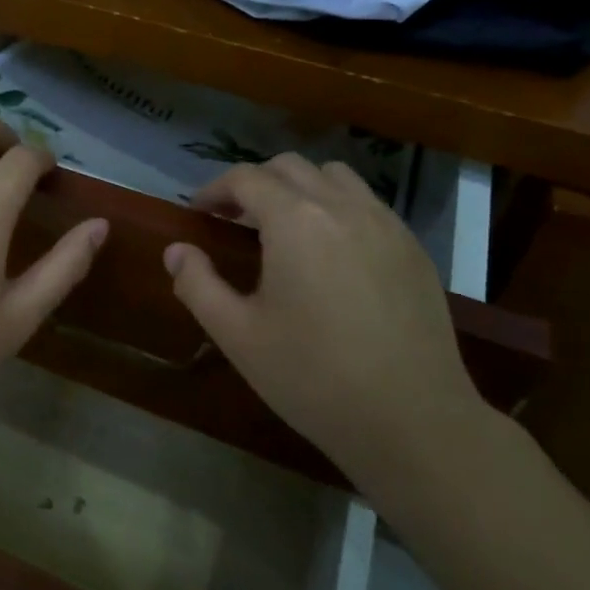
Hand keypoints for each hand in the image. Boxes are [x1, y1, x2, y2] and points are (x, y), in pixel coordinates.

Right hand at [164, 154, 486, 485]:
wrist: (413, 421)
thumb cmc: (314, 377)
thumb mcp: (239, 336)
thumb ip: (198, 285)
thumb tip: (176, 251)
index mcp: (295, 221)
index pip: (245, 178)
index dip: (215, 189)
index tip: (199, 213)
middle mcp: (342, 206)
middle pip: (289, 167)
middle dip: (255, 183)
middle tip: (236, 220)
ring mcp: (385, 223)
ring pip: (334, 176)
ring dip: (300, 187)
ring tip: (286, 227)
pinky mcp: (413, 247)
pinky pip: (368, 204)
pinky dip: (338, 207)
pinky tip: (333, 252)